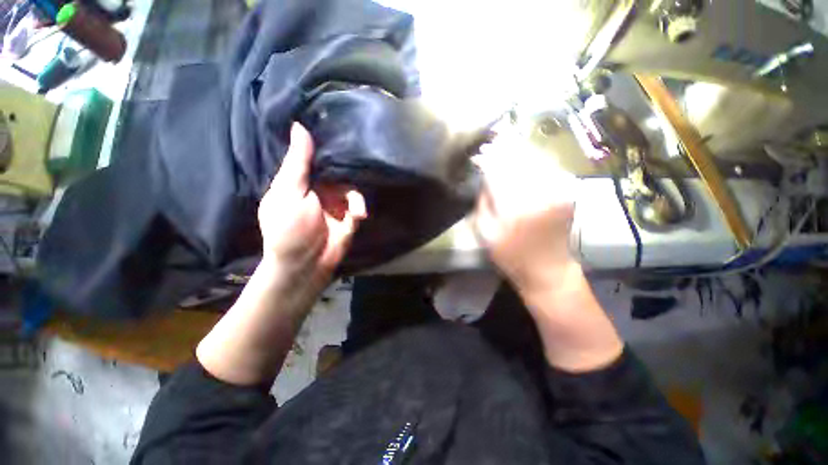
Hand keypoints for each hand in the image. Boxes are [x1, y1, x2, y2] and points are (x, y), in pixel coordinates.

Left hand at [258, 123, 366, 285]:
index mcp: (301, 181)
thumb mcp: (289, 193)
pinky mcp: (348, 219)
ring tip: (356, 211)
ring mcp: (335, 205)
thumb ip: (297, 163)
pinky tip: (358, 216)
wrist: (304, 265)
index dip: (326, 146)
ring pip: (352, 190)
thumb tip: (299, 125)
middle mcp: (319, 190)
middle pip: (339, 173)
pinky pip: (358, 207)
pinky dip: (359, 210)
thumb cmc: (288, 228)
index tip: (341, 127)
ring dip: (355, 199)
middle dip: (349, 173)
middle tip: (360, 167)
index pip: (316, 158)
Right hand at [473, 131, 579, 295]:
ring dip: (520, 150)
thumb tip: (484, 178)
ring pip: (536, 160)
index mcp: (514, 208)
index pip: (498, 173)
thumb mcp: (486, 234)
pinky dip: (535, 159)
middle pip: (519, 161)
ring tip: (506, 142)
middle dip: (503, 149)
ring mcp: (557, 191)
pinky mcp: (568, 193)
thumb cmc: (511, 256)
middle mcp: (539, 194)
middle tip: (492, 142)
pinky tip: (524, 155)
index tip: (478, 154)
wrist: (548, 270)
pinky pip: (549, 168)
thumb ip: (483, 203)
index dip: (488, 160)